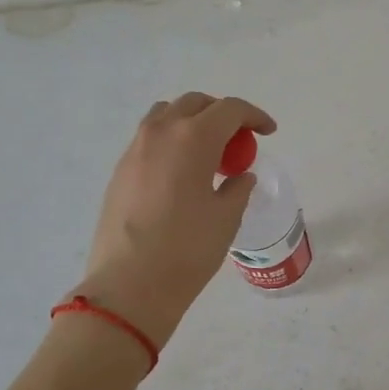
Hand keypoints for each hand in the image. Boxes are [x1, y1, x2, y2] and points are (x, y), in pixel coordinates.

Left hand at [73, 93, 275, 347]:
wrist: (129, 285)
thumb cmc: (187, 250)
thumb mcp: (226, 218)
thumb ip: (238, 187)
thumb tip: (240, 176)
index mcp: (193, 138)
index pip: (230, 109)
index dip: (254, 116)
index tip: (268, 132)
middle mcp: (161, 133)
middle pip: (196, 104)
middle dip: (222, 114)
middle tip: (240, 140)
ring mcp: (135, 149)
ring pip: (167, 115)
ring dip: (192, 122)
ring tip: (208, 152)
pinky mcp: (120, 170)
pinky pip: (150, 139)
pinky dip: (172, 141)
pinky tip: (181, 173)